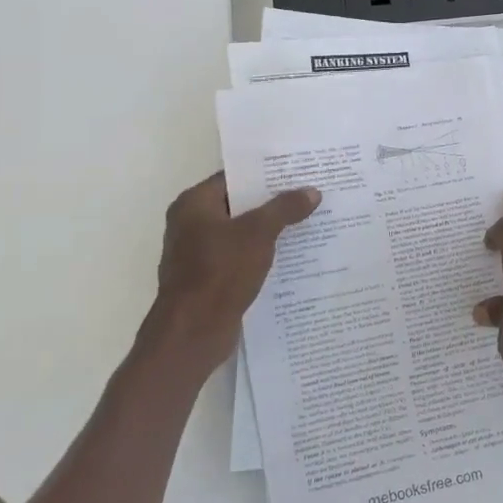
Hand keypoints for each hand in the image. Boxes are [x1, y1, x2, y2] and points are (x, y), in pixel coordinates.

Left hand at [135, 172, 320, 385]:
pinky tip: (291, 255)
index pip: (234, 177)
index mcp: (193, 204)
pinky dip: (261, 253)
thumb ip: (284, 209)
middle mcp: (190, 223)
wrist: (192, 333)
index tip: (297, 170)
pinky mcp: (208, 278)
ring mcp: (197, 253)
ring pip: (240, 232)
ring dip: (269, 229)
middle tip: (308, 193)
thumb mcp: (258, 233)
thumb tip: (312, 191)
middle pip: (238, 204)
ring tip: (307, 221)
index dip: (265, 173)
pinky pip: (239, 256)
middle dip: (272, 201)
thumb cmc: (219, 273)